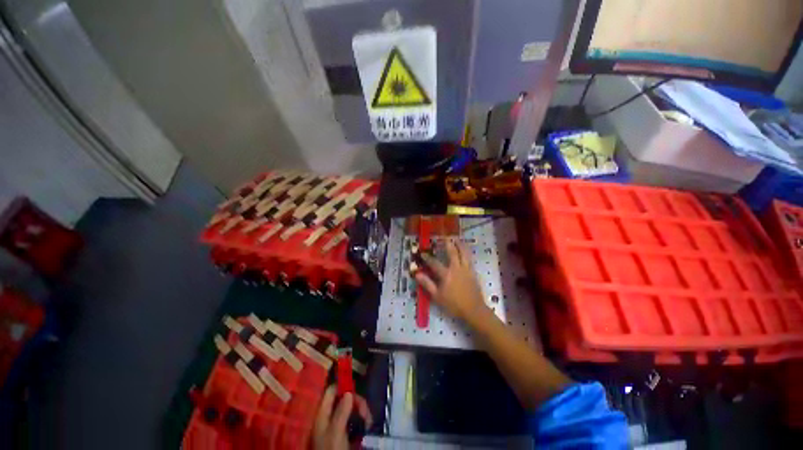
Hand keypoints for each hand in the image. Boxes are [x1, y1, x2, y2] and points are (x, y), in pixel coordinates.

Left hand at [313, 387, 372, 449]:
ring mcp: (337, 425)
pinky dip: (362, 420)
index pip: (331, 391)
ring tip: (368, 421)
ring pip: (351, 409)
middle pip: (344, 399)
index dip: (343, 385)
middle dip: (357, 402)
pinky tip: (367, 426)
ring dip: (361, 411)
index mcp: (322, 414)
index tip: (357, 387)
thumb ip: (341, 412)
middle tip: (366, 412)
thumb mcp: (336, 432)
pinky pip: (354, 420)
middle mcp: (329, 417)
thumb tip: (349, 392)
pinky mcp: (344, 433)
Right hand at [415, 241, 487, 322]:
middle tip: (445, 237)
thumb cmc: (454, 304)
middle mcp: (456, 268)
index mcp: (446, 274)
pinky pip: (470, 259)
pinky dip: (467, 252)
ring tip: (457, 239)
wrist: (474, 310)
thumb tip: (417, 274)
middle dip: (448, 244)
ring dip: (460, 245)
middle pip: (452, 253)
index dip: (427, 258)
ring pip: (464, 253)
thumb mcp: (437, 296)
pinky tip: (465, 251)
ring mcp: (466, 269)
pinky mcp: (473, 272)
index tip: (423, 253)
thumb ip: (427, 284)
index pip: (434, 263)